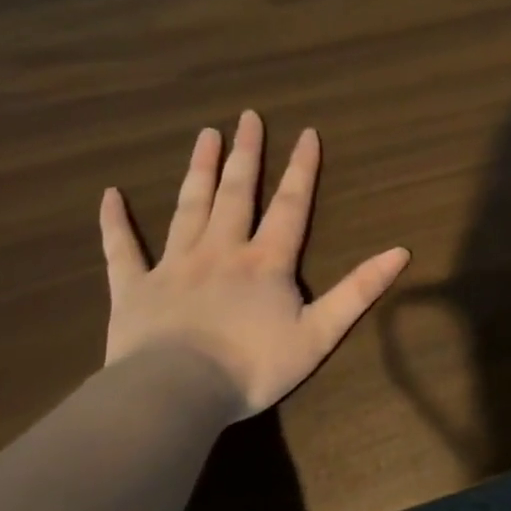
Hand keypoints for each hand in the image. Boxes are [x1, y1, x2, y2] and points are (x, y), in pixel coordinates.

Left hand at [99, 111, 409, 418]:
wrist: (177, 393)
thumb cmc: (254, 366)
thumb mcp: (321, 332)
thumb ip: (359, 291)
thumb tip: (401, 252)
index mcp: (266, 261)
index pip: (290, 204)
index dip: (302, 168)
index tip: (307, 132)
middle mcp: (221, 250)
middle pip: (236, 193)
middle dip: (246, 154)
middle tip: (248, 117)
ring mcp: (174, 265)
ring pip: (188, 207)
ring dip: (199, 169)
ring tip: (205, 135)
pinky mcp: (134, 288)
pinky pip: (122, 249)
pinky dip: (115, 222)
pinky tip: (110, 195)